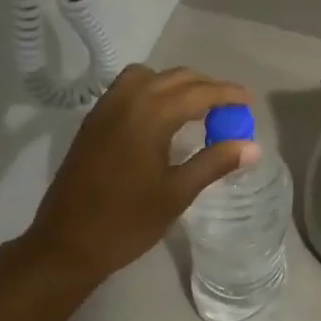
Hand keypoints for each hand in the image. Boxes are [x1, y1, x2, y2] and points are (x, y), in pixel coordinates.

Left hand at [26, 64, 258, 284]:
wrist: (67, 242)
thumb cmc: (127, 222)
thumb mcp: (177, 194)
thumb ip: (214, 163)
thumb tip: (252, 146)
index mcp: (150, 117)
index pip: (197, 93)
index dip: (226, 94)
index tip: (248, 101)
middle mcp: (127, 102)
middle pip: (174, 77)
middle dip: (204, 86)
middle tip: (228, 108)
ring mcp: (105, 109)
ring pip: (147, 77)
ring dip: (175, 84)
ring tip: (195, 109)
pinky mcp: (93, 122)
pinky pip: (127, 89)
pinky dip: (151, 91)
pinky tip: (161, 119)